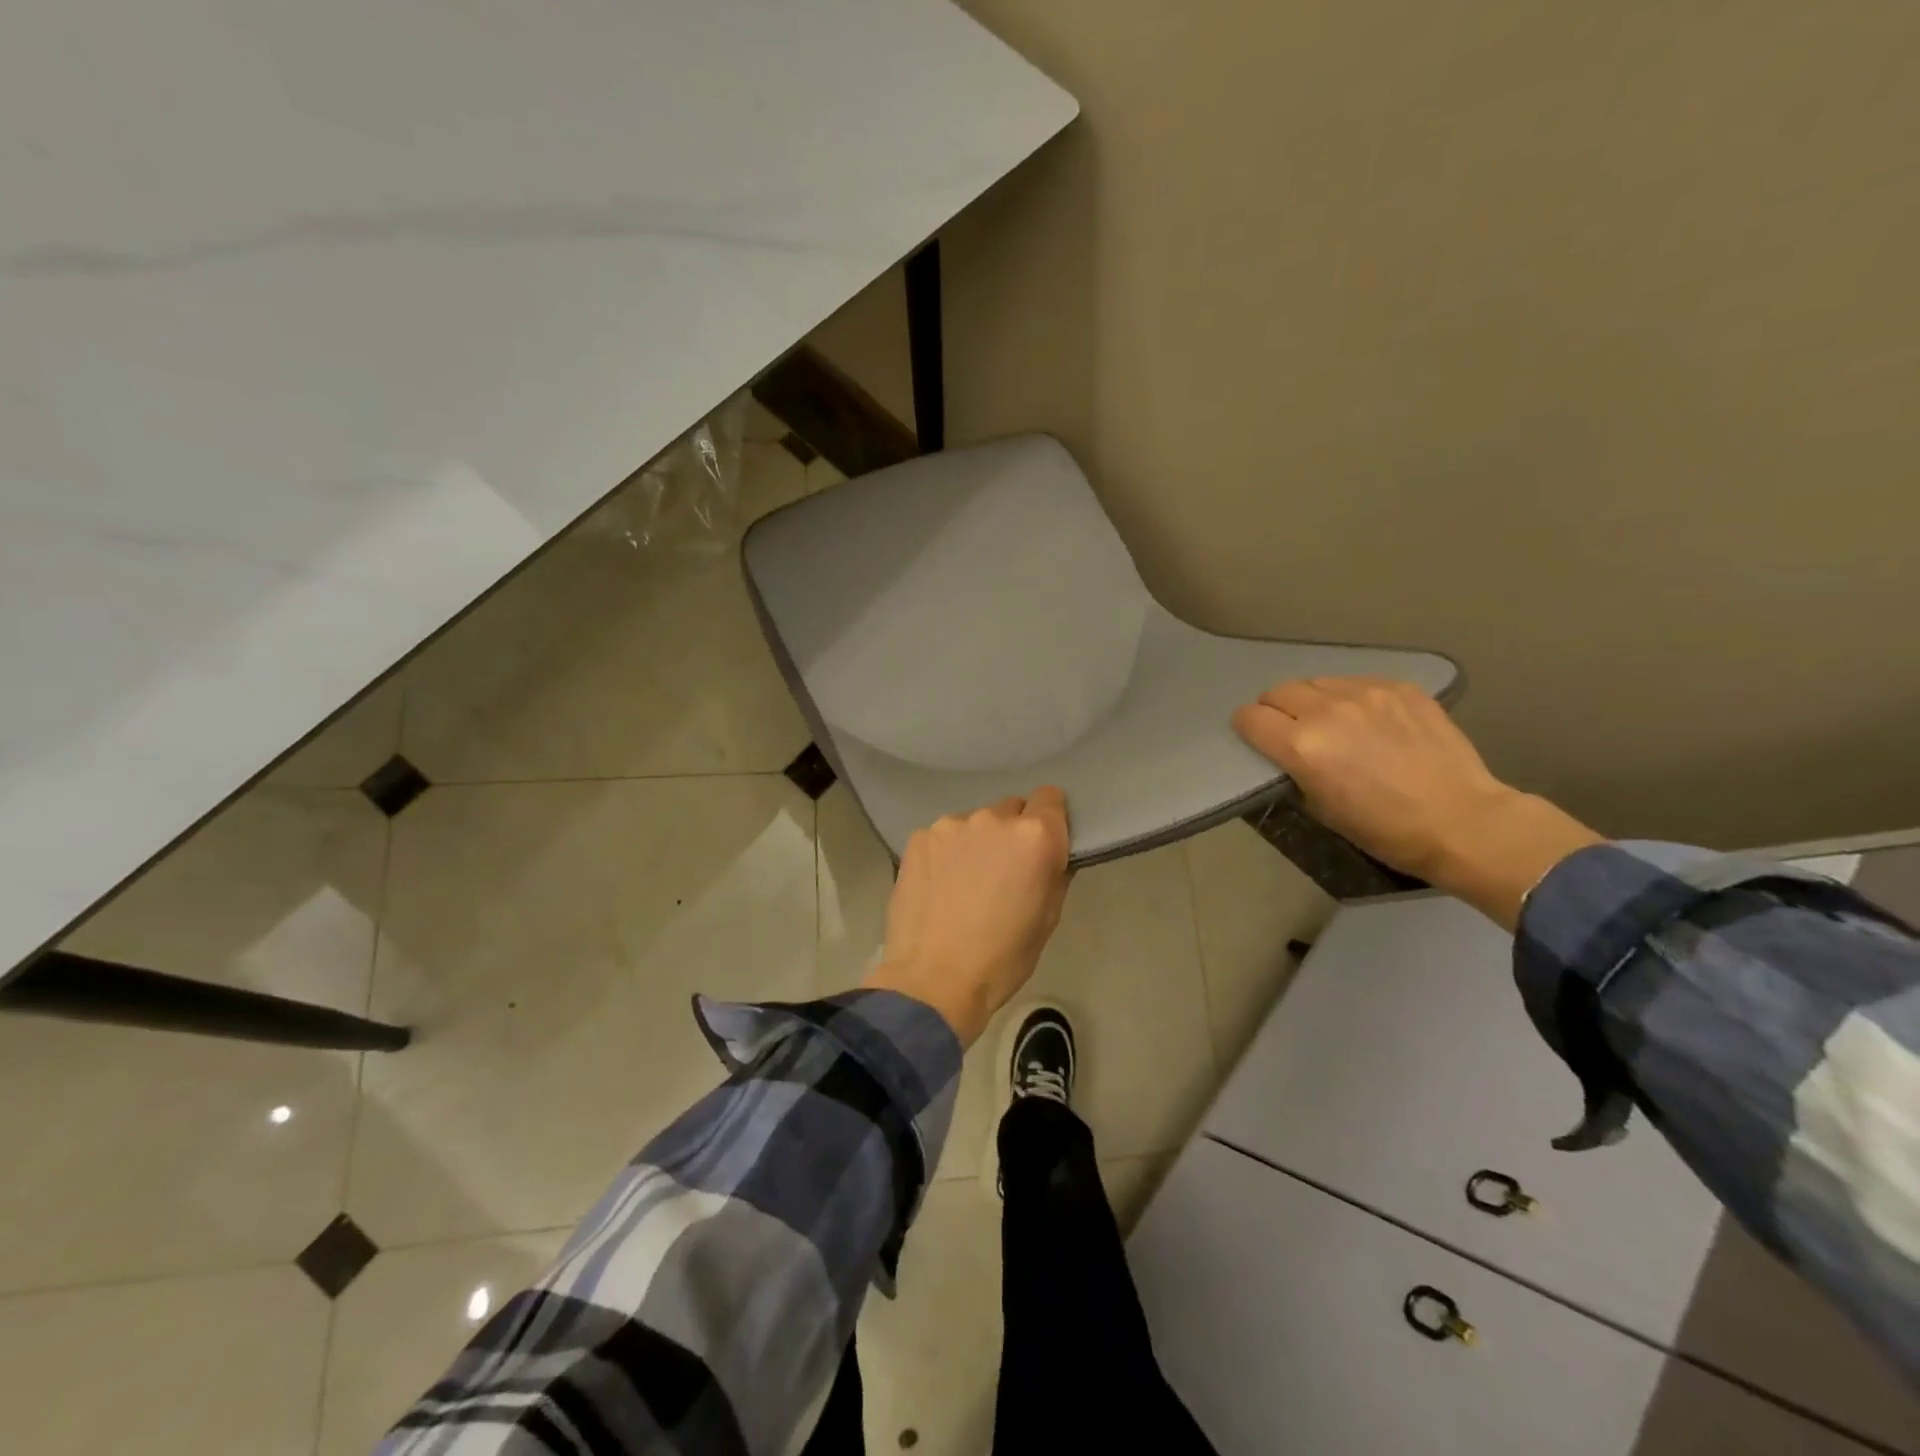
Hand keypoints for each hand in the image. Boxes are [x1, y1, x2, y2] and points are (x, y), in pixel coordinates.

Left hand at [863, 788, 1071, 1045]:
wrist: (933, 980)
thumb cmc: (1002, 958)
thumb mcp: (1048, 919)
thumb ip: (1054, 874)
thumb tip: (1050, 856)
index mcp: (1034, 837)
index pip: (1051, 798)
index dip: (1050, 819)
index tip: (1044, 844)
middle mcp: (993, 818)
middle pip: (1011, 809)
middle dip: (1012, 833)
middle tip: (1003, 870)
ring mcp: (951, 825)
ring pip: (974, 823)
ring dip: (976, 842)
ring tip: (965, 882)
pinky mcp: (918, 838)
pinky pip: (943, 836)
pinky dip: (945, 852)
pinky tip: (938, 885)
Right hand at [1232, 678, 1599, 928]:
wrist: (1463, 821)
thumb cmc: (1384, 830)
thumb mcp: (1319, 808)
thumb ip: (1293, 770)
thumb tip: (1286, 753)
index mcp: (1302, 746)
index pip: (1249, 717)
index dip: (1248, 728)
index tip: (1257, 739)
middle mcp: (1327, 711)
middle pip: (1278, 692)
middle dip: (1275, 710)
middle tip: (1290, 730)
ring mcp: (1366, 694)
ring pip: (1316, 682)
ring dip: (1311, 701)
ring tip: (1331, 722)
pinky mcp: (1399, 688)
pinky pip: (1356, 682)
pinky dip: (1349, 697)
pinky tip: (1369, 721)